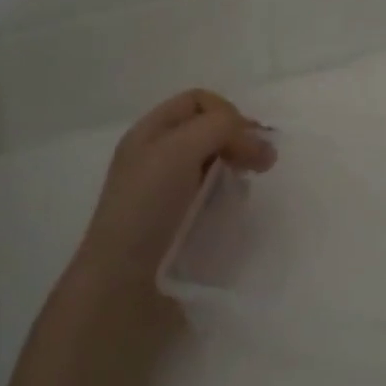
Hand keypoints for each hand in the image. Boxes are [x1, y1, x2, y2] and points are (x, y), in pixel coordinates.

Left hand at [73, 89, 276, 286]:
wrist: (124, 284)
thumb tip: (260, 142)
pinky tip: (232, 212)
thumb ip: (220, 128)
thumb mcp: (178, 150)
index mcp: (150, 133)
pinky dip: (230, 197)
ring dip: (237, 169)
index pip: (199, 101)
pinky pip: (215, 197)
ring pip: (217, 164)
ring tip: (243, 189)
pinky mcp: (182, 224)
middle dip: (239, 139)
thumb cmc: (147, 208)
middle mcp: (159, 157)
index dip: (228, 113)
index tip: (246, 142)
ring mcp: (170, 192)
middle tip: (261, 164)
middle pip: (210, 130)